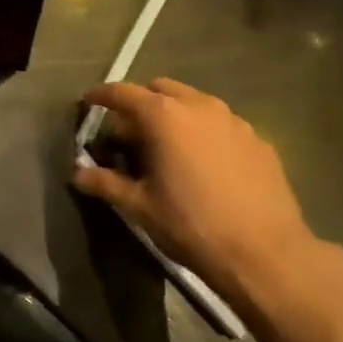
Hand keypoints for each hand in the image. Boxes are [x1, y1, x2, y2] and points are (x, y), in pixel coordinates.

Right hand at [74, 78, 341, 312]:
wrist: (264, 252)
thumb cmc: (191, 225)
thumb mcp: (140, 207)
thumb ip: (106, 183)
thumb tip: (78, 174)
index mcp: (164, 116)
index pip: (123, 93)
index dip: (101, 95)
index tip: (88, 102)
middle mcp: (199, 106)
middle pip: (161, 89)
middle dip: (140, 103)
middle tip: (129, 133)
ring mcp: (233, 120)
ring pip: (194, 103)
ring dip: (174, 115)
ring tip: (167, 147)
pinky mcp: (258, 139)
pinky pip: (220, 123)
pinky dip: (203, 132)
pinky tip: (203, 163)